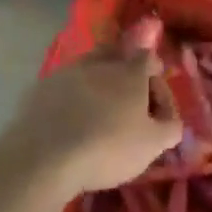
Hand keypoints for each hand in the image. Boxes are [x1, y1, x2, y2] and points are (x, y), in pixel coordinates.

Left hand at [5, 48, 183, 192]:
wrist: (44, 157)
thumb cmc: (108, 148)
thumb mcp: (152, 145)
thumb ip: (170, 127)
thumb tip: (171, 120)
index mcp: (130, 71)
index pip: (149, 57)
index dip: (156, 74)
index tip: (156, 100)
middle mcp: (98, 63)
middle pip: (116, 54)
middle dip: (125, 70)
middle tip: (128, 99)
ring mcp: (65, 72)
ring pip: (88, 68)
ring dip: (97, 83)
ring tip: (98, 111)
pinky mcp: (39, 88)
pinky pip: (63, 86)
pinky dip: (72, 97)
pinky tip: (70, 120)